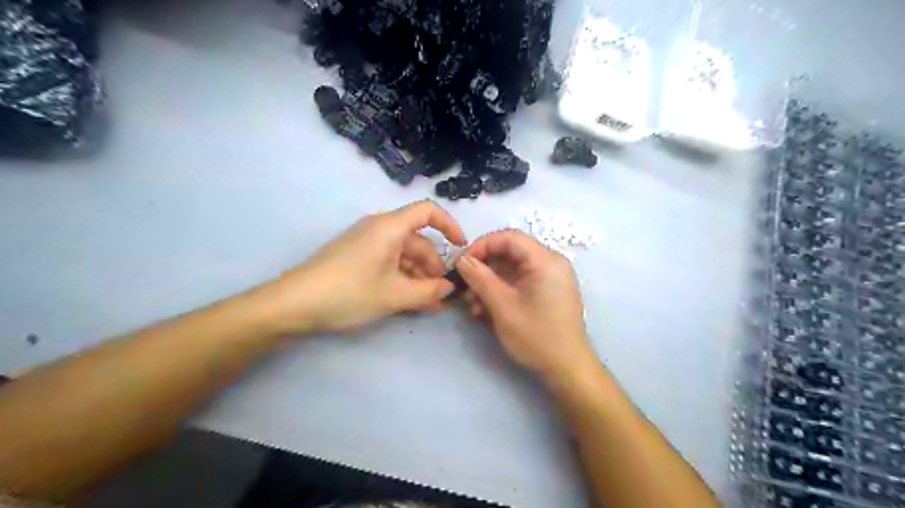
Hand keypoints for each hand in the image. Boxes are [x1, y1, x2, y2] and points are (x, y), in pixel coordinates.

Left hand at [258, 200, 461, 335]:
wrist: (293, 304)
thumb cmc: (349, 292)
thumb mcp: (394, 296)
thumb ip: (428, 291)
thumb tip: (449, 288)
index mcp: (390, 227)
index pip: (429, 211)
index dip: (449, 225)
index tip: (461, 248)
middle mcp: (380, 228)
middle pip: (418, 241)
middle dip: (433, 267)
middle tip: (442, 296)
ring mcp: (366, 243)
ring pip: (404, 255)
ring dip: (418, 278)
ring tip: (428, 305)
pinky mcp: (356, 257)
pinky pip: (388, 262)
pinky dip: (401, 279)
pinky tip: (408, 302)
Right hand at [457, 227, 598, 379]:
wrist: (567, 368)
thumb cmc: (536, 335)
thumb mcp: (502, 306)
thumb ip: (480, 278)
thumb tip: (461, 259)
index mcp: (545, 260)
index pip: (509, 237)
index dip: (481, 246)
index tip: (462, 263)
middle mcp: (551, 263)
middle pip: (510, 253)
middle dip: (484, 268)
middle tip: (465, 287)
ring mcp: (550, 277)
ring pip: (512, 268)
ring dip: (489, 282)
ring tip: (473, 305)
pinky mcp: (547, 291)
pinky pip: (519, 281)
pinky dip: (501, 291)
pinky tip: (486, 309)